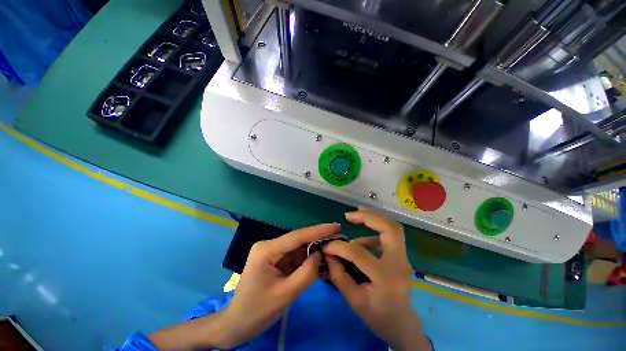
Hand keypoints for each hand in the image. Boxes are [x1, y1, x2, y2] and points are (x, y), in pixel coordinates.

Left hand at [220, 223, 340, 347]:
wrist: (237, 325)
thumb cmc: (257, 311)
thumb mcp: (285, 294)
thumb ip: (307, 273)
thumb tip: (321, 254)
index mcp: (266, 250)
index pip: (297, 236)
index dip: (318, 230)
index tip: (336, 226)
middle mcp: (269, 246)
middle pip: (298, 240)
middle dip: (318, 239)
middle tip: (338, 236)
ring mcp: (272, 252)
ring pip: (298, 248)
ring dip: (314, 250)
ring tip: (333, 248)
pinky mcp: (275, 259)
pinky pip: (295, 256)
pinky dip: (307, 259)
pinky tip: (320, 260)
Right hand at [324, 210, 430, 350]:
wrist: (402, 325)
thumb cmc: (378, 317)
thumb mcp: (354, 301)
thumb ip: (339, 275)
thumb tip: (328, 254)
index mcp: (386, 278)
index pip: (359, 254)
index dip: (339, 247)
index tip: (326, 245)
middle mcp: (399, 263)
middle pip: (390, 228)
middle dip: (368, 216)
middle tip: (349, 215)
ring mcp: (403, 258)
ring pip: (392, 227)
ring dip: (373, 219)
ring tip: (354, 218)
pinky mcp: (401, 256)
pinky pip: (389, 236)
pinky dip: (374, 232)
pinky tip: (361, 240)